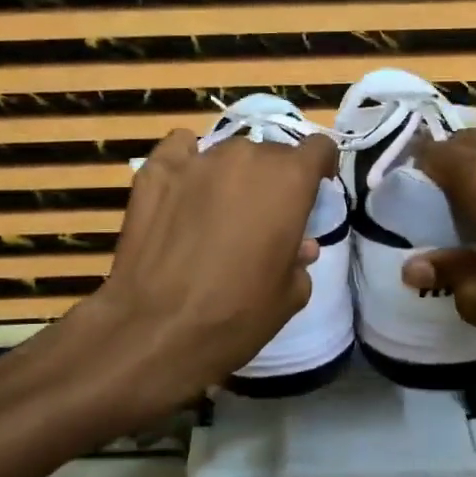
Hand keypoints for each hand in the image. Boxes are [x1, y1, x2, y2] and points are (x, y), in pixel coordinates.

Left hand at [91, 127, 336, 402]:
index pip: (319, 147)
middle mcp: (246, 156)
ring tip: (217, 210)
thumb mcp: (290, 295)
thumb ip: (299, 258)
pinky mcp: (155, 170)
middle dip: (273, 179)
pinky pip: (180, 149)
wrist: (157, 329)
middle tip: (262, 217)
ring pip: (227, 153)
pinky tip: (182, 189)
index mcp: (289, 180)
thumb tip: (298, 245)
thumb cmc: (237, 315)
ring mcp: (197, 159)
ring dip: (232, 175)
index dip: (320, 166)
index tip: (314, 189)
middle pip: (271, 153)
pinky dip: (187, 162)